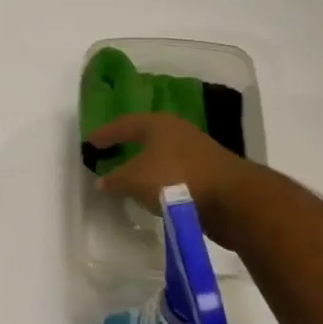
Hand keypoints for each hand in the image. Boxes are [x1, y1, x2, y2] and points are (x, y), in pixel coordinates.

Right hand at [88, 112, 253, 221]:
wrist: (233, 200)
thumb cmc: (177, 180)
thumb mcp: (136, 180)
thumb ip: (116, 180)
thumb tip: (101, 181)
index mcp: (158, 124)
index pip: (124, 124)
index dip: (105, 133)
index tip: (89, 142)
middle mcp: (178, 130)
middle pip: (146, 134)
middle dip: (127, 143)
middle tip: (109, 152)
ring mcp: (197, 150)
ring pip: (163, 153)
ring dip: (146, 162)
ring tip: (130, 174)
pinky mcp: (209, 171)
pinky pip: (176, 171)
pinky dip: (162, 178)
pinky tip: (155, 190)